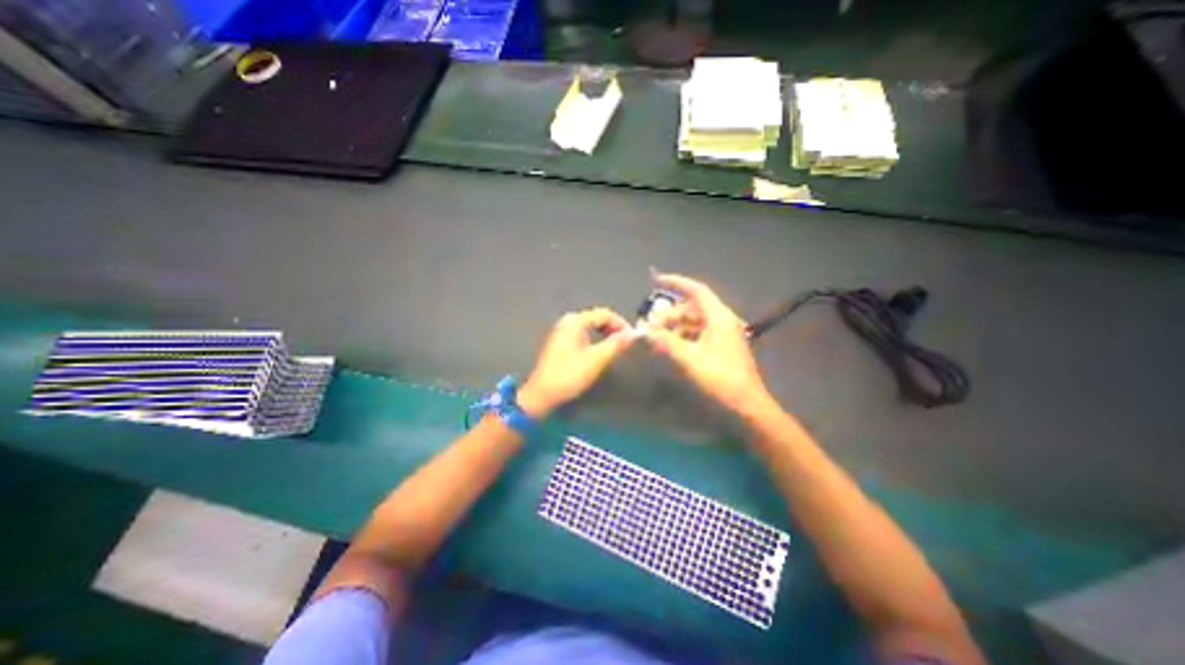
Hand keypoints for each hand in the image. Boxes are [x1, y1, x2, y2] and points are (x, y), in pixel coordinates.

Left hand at [518, 307, 633, 419]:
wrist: (543, 394)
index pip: (605, 314)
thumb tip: (634, 334)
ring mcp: (562, 331)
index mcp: (576, 321)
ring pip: (591, 326)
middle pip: (598, 318)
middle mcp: (568, 321)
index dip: (622, 324)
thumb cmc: (569, 375)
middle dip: (614, 328)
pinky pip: (583, 333)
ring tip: (616, 347)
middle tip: (626, 343)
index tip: (633, 338)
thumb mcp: (597, 359)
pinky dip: (595, 338)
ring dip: (605, 334)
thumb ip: (616, 344)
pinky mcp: (560, 341)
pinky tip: (600, 351)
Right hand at [646, 270, 775, 415]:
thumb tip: (644, 330)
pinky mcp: (722, 352)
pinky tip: (672, 349)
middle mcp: (723, 323)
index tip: (654, 280)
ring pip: (695, 324)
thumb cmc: (720, 381)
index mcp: (719, 318)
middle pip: (692, 308)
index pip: (696, 291)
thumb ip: (665, 342)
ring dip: (675, 327)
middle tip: (651, 326)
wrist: (747, 411)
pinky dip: (683, 338)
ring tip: (658, 338)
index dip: (675, 282)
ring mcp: (724, 338)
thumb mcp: (688, 359)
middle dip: (670, 313)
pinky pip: (698, 336)